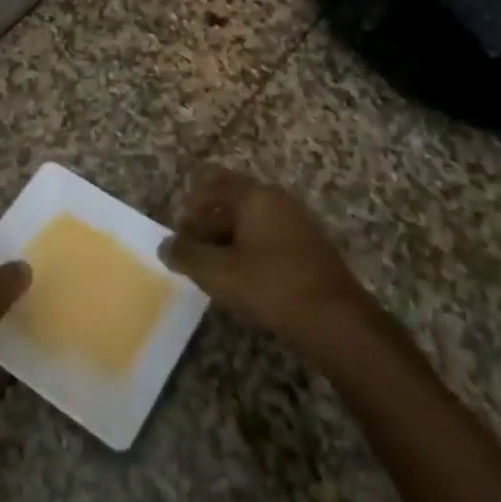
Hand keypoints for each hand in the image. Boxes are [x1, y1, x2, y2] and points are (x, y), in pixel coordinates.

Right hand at [161, 168, 376, 360]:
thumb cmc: (270, 285)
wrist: (335, 318)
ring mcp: (297, 221)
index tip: (180, 233)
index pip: (215, 182)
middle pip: (233, 200)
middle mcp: (277, 200)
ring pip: (252, 221)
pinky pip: (270, 237)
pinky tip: (245, 280)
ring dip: (229, 239)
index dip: (192, 204)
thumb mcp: (218, 272)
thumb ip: (187, 255)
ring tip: (215, 270)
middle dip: (208, 224)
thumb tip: (165, 245)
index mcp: (255, 196)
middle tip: (193, 254)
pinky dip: (251, 250)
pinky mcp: (309, 246)